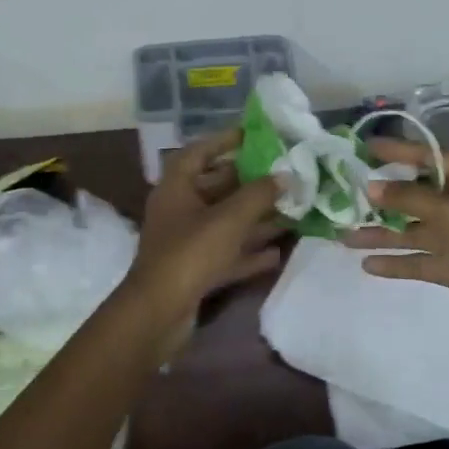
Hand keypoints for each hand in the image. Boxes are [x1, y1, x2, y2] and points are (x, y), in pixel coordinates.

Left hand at [124, 128, 284, 337]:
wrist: (158, 313)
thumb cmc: (190, 253)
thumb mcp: (229, 218)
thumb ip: (259, 194)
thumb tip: (285, 175)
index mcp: (176, 187)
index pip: (199, 153)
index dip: (224, 141)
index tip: (253, 135)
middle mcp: (178, 210)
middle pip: (216, 188)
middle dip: (249, 183)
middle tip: (283, 175)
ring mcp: (185, 242)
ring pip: (225, 223)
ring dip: (255, 219)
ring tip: (290, 212)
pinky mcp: (194, 271)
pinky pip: (226, 254)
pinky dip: (248, 252)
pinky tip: (277, 253)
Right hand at [342, 139, 448, 361]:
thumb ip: (410, 198)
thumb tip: (372, 187)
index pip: (432, 158)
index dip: (400, 152)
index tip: (367, 148)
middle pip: (420, 195)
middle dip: (385, 197)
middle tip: (347, 195)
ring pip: (416, 231)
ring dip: (383, 234)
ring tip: (344, 237)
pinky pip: (422, 260)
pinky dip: (397, 262)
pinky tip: (368, 265)